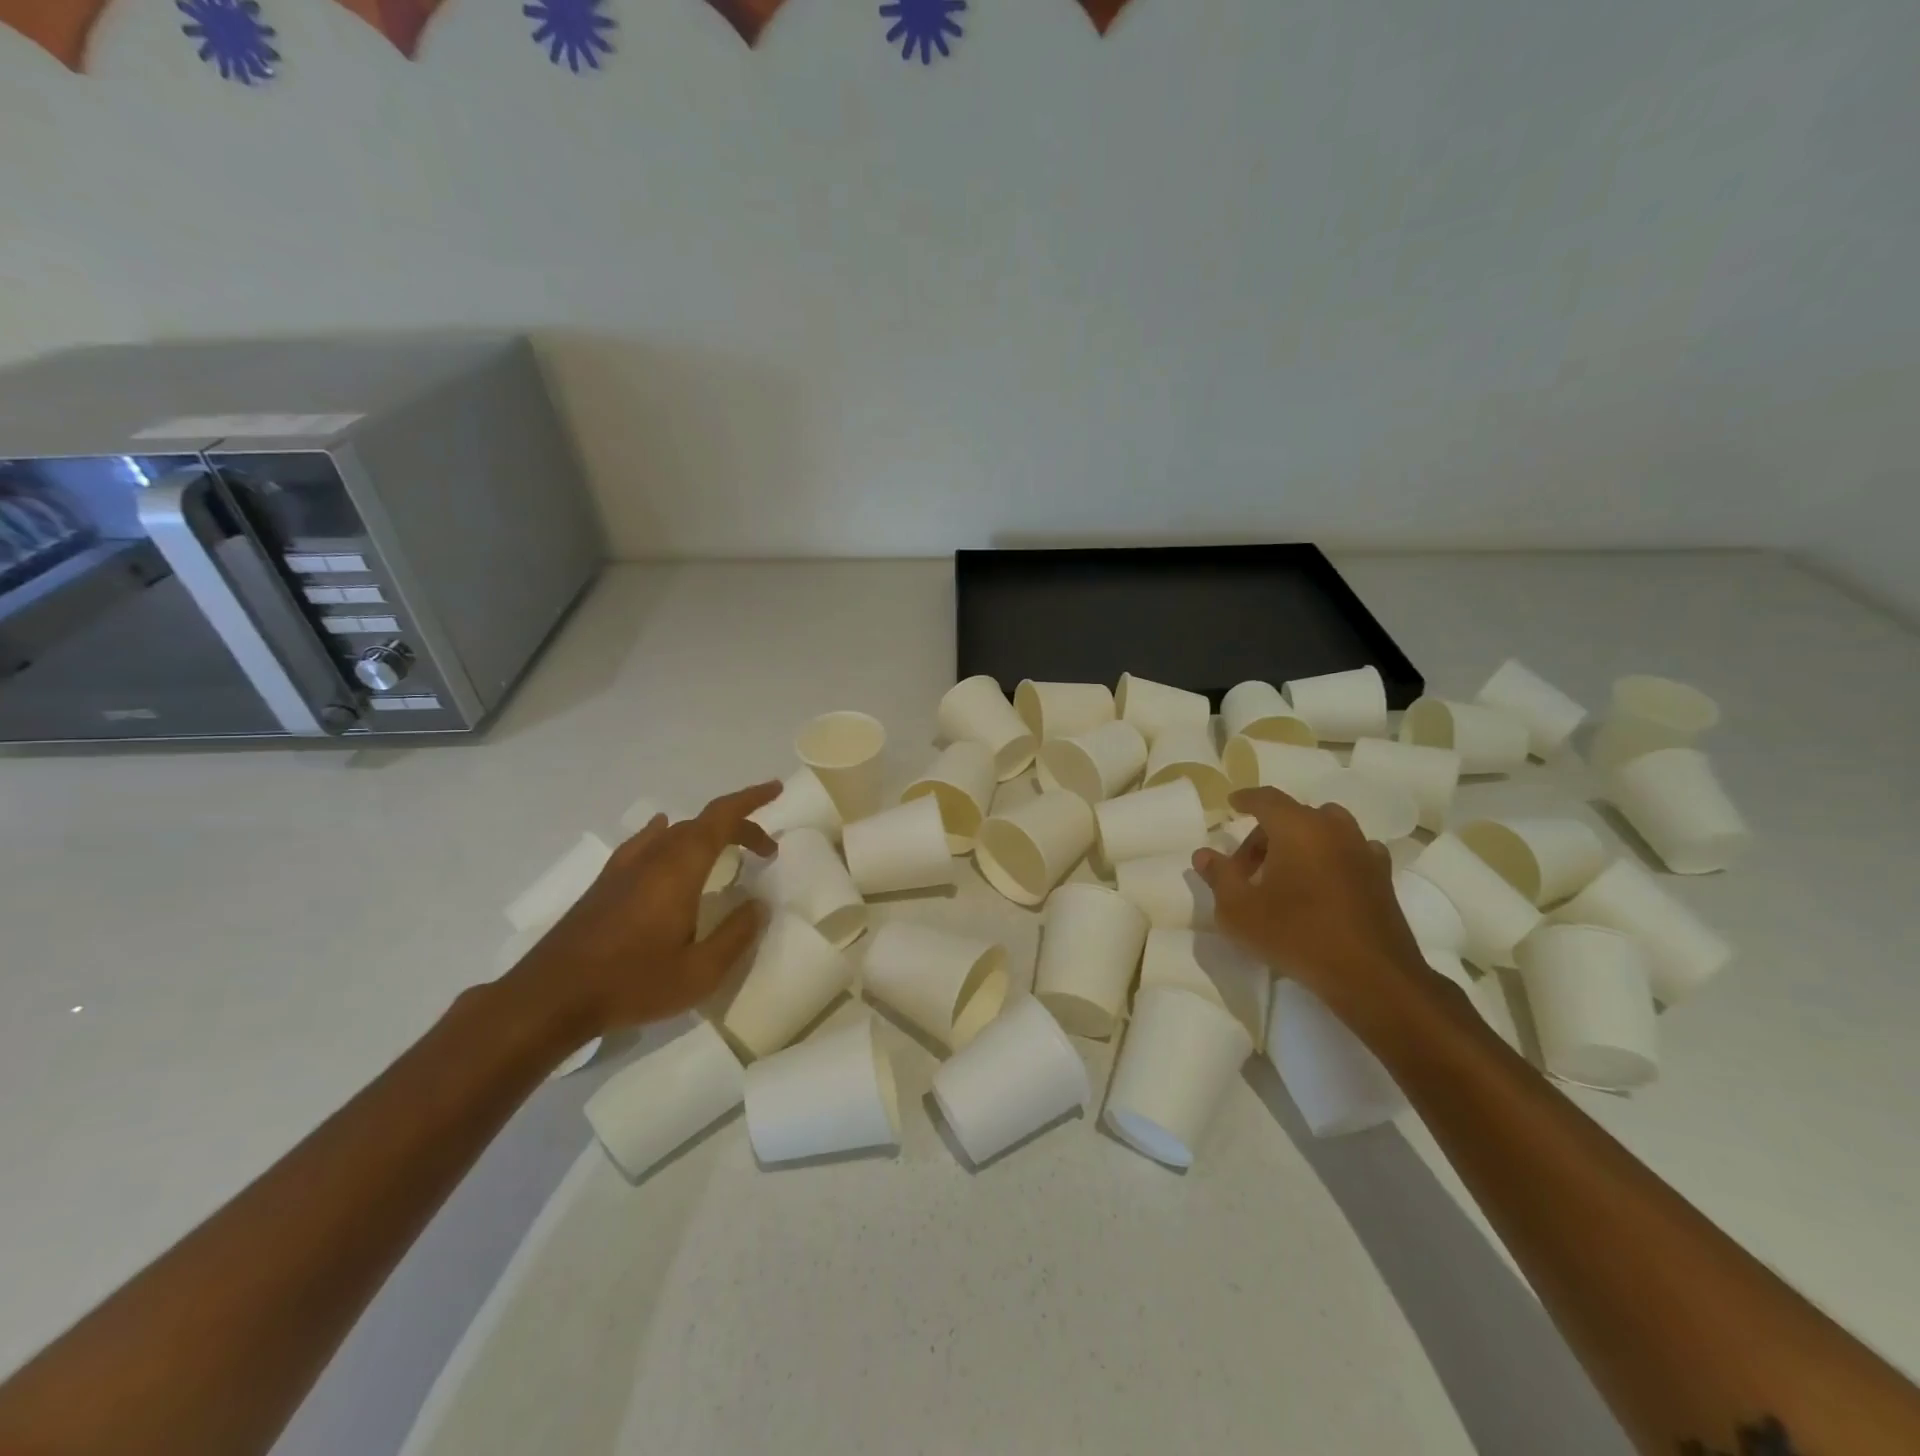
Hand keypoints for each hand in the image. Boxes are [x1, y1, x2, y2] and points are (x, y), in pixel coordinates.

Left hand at [507, 783, 780, 1041]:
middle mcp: (654, 856)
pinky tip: (664, 839)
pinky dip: (669, 835)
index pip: (722, 817)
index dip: (751, 799)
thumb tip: (758, 905)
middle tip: (765, 851)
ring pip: (674, 832)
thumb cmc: (631, 982)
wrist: (550, 997)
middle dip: (739, 828)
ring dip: (707, 835)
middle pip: (702, 824)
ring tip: (725, 852)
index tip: (776, 789)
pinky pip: (646, 842)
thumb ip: (736, 935)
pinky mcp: (606, 882)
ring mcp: (625, 867)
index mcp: (680, 868)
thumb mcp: (699, 972)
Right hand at [1191, 786, 1431, 1027]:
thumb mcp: (1238, 910)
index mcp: (1296, 827)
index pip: (1266, 798)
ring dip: (1301, 843)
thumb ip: (1219, 876)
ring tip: (1285, 874)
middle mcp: (1333, 829)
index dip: (1246, 799)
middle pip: (1293, 816)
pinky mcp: (1382, 877)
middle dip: (1266, 834)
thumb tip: (1203, 854)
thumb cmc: (1296, 935)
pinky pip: (1350, 853)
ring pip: (1325, 830)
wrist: (1371, 976)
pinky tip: (1322, 884)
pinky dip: (1331, 858)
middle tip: (1246, 868)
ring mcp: (1363, 851)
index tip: (1232, 804)